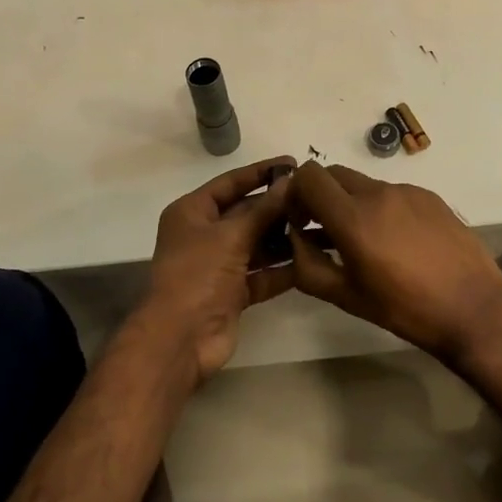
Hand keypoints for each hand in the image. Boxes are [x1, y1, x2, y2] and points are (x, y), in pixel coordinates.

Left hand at [144, 156, 295, 385]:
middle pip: (246, 213)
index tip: (293, 163)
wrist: (181, 339)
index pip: (230, 183)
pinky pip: (262, 274)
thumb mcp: (231, 235)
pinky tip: (311, 259)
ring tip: (319, 225)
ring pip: (257, 244)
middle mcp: (204, 235)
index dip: (260, 172)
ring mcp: (218, 265)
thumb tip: (291, 181)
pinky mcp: (233, 292)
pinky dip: (283, 268)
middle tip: (314, 197)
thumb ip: (264, 210)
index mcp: (192, 212)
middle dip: (277, 206)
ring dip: (284, 237)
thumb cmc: (198, 274)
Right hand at [287, 163, 501, 364]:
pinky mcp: (430, 196)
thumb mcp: (346, 297)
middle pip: (333, 174)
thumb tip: (295, 238)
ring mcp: (407, 191)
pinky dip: (382, 208)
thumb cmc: (406, 309)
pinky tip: (398, 242)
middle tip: (325, 230)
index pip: (308, 176)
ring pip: (364, 184)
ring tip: (366, 242)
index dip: (295, 194)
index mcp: (353, 218)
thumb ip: (307, 265)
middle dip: (321, 196)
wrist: (474, 308)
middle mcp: (378, 193)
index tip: (301, 222)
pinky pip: (392, 192)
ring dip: (352, 203)